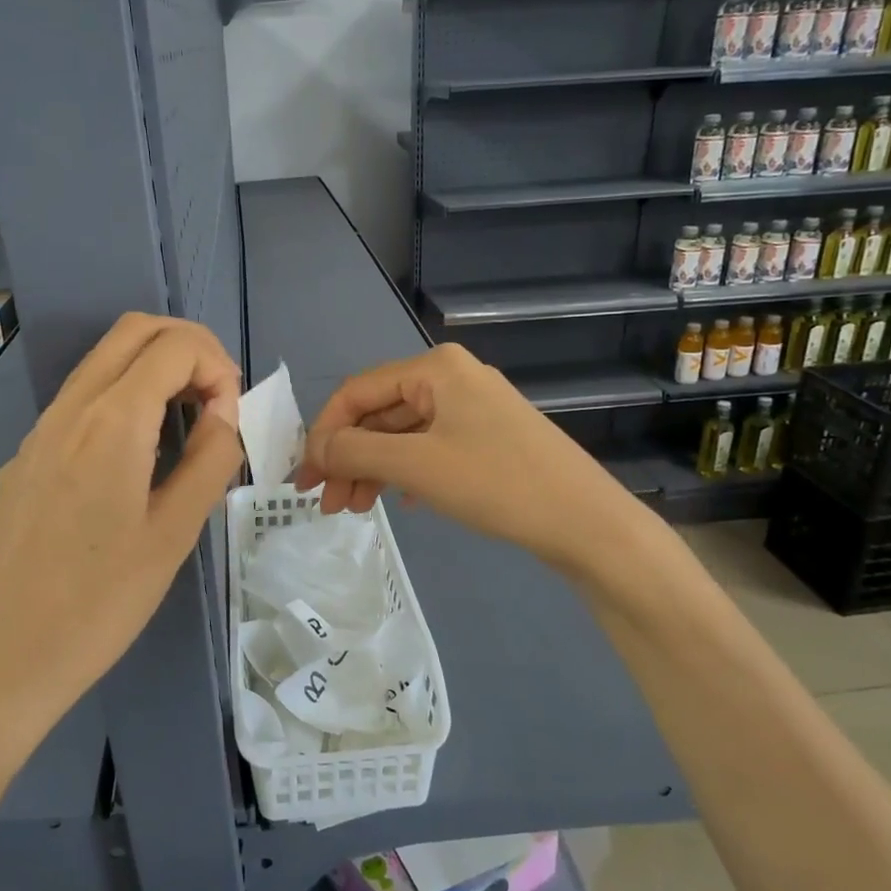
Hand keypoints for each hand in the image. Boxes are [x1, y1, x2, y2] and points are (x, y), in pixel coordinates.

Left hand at [0, 314, 243, 749]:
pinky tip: (136, 457)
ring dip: (154, 370)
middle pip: (133, 331)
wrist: (9, 655)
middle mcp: (69, 410)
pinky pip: (80, 401)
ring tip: (186, 422)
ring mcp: (39, 432)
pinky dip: (122, 399)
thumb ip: (211, 459)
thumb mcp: (176, 532)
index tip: (232, 417)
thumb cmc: (104, 601)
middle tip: (217, 399)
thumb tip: (225, 414)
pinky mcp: (25, 458)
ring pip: (102, 361)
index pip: (174, 346)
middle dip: (187, 348)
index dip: (218, 366)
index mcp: (111, 423)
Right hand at [294, 344, 638, 571]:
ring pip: (403, 434)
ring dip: (373, 469)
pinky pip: (429, 448)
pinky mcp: (487, 438)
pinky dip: (405, 473)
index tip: (305, 479)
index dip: (324, 434)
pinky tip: (399, 502)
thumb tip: (314, 451)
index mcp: (435, 368)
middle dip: (348, 458)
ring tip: (355, 510)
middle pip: (379, 414)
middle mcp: (452, 378)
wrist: (585, 521)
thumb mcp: (417, 466)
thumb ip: (356, 453)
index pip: (357, 392)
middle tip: (327, 504)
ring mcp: (472, 408)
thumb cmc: (497, 483)